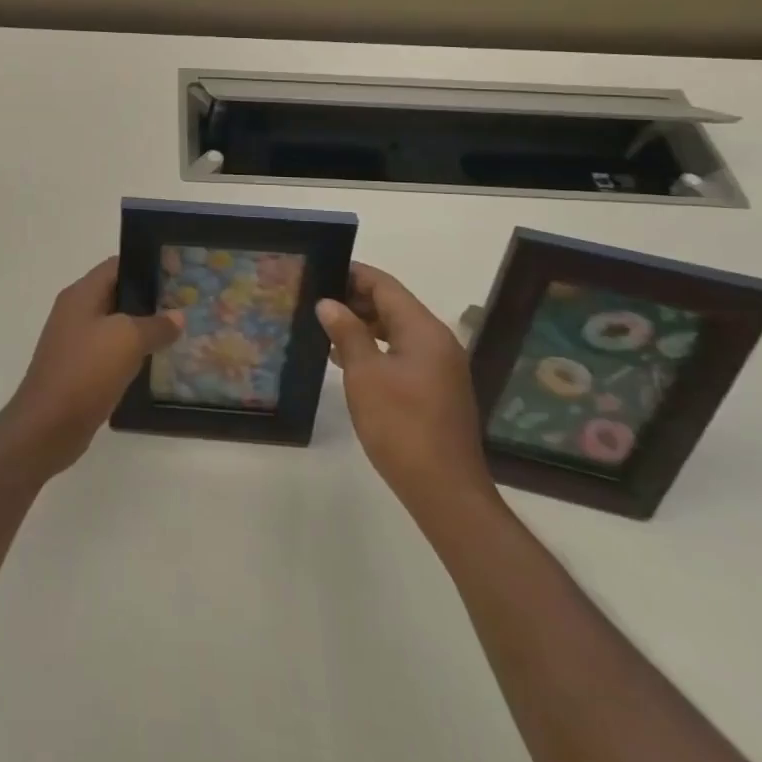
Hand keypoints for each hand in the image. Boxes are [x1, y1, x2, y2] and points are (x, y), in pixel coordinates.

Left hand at [1, 258, 183, 475]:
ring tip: (176, 333)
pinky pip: (110, 353)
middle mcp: (76, 312)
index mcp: (81, 294)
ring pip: (115, 326)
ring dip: (142, 329)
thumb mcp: (127, 340)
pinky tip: (154, 363)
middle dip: (149, 299)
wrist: (47, 426)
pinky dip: (131, 354)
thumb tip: (178, 316)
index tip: (177, 274)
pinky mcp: (79, 370)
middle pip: (117, 294)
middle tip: (184, 305)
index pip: (117, 265)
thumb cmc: (86, 371)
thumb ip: (156, 325)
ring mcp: (75, 342)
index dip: (147, 265)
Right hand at [318, 263, 499, 531]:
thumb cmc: (401, 426)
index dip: (353, 274)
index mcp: (423, 330)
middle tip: (316, 301)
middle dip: (355, 300)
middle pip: (393, 305)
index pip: (385, 286)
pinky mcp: (437, 389)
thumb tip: (329, 304)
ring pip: (397, 331)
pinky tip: (348, 361)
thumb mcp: (364, 375)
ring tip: (325, 329)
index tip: (321, 270)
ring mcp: (441, 367)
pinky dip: (377, 349)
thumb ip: (347, 334)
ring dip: (364, 326)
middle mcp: (437, 341)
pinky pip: (403, 354)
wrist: (445, 491)